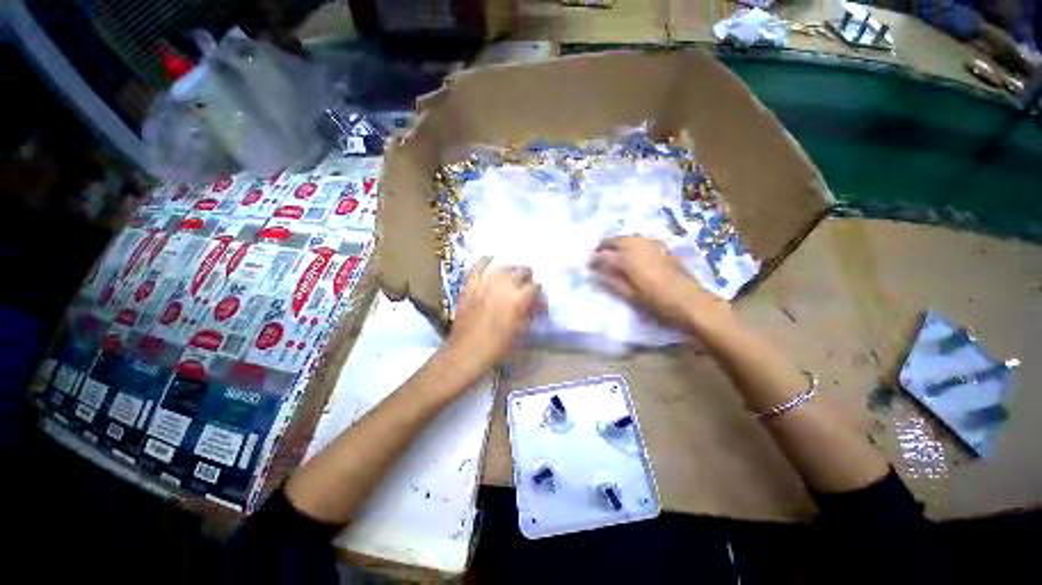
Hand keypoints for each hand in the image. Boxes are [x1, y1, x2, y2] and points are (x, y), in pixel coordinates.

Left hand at [445, 257, 539, 371]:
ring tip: (514, 273)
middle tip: (528, 286)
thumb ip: (529, 313)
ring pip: (502, 267)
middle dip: (527, 277)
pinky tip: (491, 258)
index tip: (539, 301)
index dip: (539, 294)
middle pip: (520, 272)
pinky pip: (478, 267)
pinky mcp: (470, 285)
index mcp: (518, 299)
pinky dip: (485, 261)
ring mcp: (484, 283)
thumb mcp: (520, 332)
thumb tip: (534, 305)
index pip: (535, 287)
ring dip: (511, 269)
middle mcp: (502, 286)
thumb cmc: (497, 347)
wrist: (467, 352)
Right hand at [589, 236, 729, 330]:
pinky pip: (641, 238)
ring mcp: (651, 244)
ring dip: (617, 241)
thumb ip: (612, 282)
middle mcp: (638, 246)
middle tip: (597, 253)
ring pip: (628, 236)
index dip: (594, 258)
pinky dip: (631, 241)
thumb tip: (596, 274)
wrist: (691, 301)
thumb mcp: (631, 296)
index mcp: (627, 260)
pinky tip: (631, 249)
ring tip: (611, 251)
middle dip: (604, 245)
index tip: (588, 263)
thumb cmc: (658, 303)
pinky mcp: (662, 246)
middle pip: (615, 239)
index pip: (604, 255)